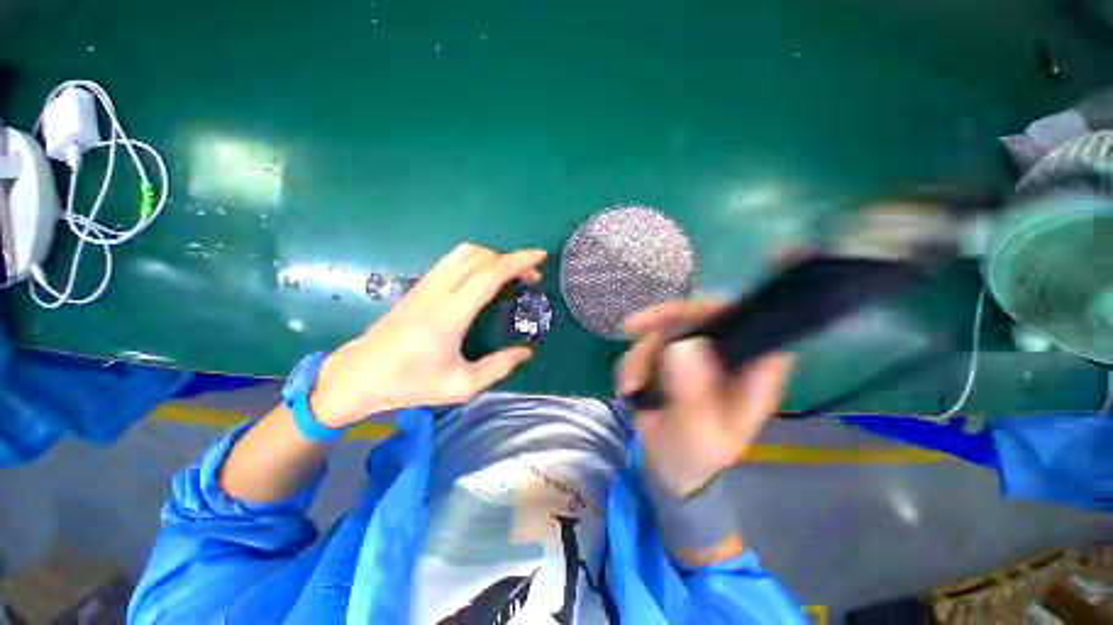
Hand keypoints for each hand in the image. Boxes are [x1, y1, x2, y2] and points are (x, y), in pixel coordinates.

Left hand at [310, 243, 545, 427]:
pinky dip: (476, 260)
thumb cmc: (410, 384)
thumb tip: (526, 352)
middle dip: (511, 260)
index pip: (488, 275)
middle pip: (479, 257)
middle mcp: (437, 291)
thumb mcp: (461, 385)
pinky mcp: (419, 286)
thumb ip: (498, 367)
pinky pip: (452, 260)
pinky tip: (483, 278)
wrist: (358, 376)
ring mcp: (425, 285)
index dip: (517, 262)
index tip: (540, 257)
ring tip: (509, 274)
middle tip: (530, 277)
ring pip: (463, 252)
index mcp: (449, 315)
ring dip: (492, 256)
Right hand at [617, 300, 793, 496]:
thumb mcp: (695, 435)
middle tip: (633, 328)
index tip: (681, 315)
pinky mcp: (672, 358)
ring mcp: (697, 355)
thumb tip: (683, 347)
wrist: (666, 467)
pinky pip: (647, 343)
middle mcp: (727, 357)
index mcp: (752, 375)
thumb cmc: (691, 457)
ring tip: (630, 385)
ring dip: (641, 352)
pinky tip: (629, 385)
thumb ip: (691, 396)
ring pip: (666, 329)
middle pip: (700, 316)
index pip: (750, 324)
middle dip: (663, 323)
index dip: (720, 309)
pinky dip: (633, 360)